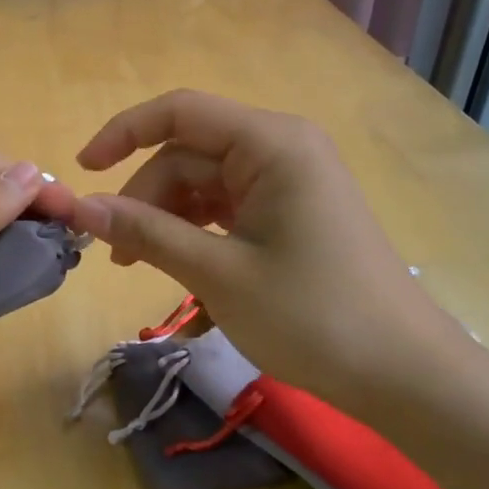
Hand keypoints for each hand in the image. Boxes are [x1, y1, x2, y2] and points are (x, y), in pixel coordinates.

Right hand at [70, 90, 456, 410]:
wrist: (406, 377)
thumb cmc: (314, 317)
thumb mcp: (218, 273)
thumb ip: (146, 232)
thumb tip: (81, 208)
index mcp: (271, 143)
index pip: (180, 112)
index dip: (123, 133)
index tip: (82, 172)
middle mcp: (281, 148)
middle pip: (188, 153)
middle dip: (145, 196)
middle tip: (117, 254)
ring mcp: (289, 181)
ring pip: (203, 181)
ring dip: (165, 216)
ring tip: (139, 266)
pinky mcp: (292, 212)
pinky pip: (226, 204)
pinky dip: (194, 227)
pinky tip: (177, 261)